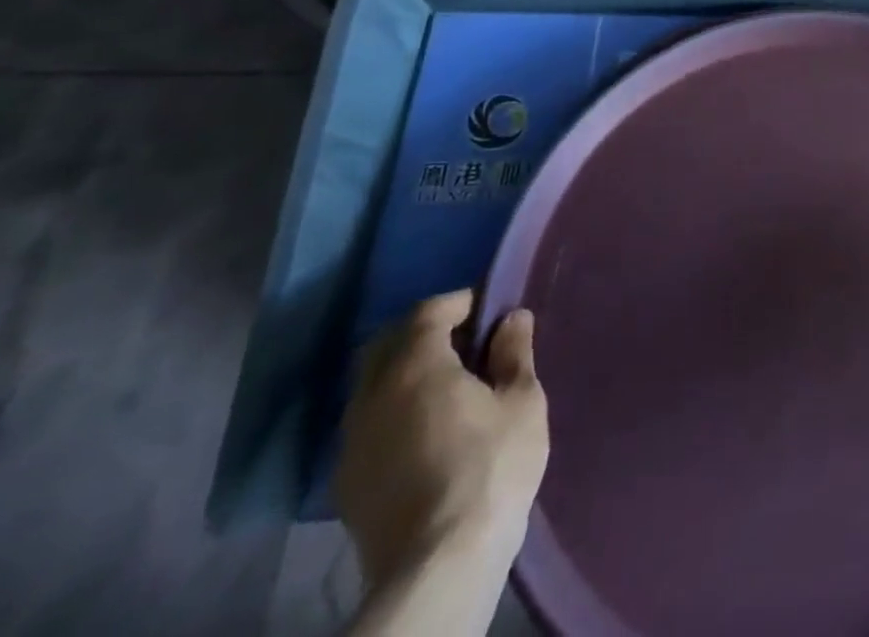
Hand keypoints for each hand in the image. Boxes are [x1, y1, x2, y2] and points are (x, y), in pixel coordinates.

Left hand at [337, 290, 548, 593]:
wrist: (438, 567)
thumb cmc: (491, 468)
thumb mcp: (522, 401)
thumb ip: (514, 352)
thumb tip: (511, 318)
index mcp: (415, 367)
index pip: (428, 312)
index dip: (459, 302)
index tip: (489, 308)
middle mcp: (372, 396)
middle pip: (388, 344)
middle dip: (423, 333)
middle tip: (465, 342)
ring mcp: (352, 442)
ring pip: (372, 387)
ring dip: (404, 374)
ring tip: (447, 388)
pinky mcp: (346, 484)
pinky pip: (368, 425)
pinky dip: (393, 412)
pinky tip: (424, 432)